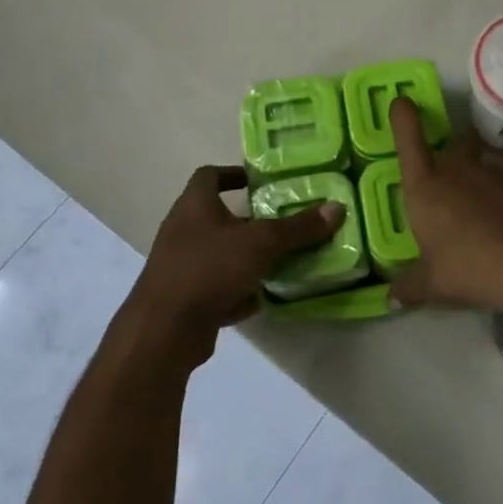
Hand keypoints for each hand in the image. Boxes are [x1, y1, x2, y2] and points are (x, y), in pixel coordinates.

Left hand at [125, 165, 341, 367]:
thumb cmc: (210, 268)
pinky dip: (236, 290)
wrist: (164, 330)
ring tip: (278, 260)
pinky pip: (215, 286)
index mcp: (194, 205)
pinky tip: (260, 298)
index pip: (209, 175)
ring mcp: (180, 266)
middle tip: (281, 223)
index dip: (233, 174)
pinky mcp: (183, 298)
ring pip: (218, 253)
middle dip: (249, 220)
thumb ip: (299, 227)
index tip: (259, 181)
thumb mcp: (262, 243)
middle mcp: (182, 230)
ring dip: (244, 257)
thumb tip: (337, 207)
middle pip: (217, 216)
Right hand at [388, 98, 502, 313]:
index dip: (402, 115)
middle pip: (450, 143)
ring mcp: (492, 166)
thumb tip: (390, 299)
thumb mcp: (433, 285)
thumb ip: (409, 287)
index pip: (408, 138)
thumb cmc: (469, 269)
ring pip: (480, 144)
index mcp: (425, 185)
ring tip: (480, 165)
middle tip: (448, 172)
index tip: (402, 101)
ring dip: (478, 150)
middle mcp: (456, 166)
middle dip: (448, 152)